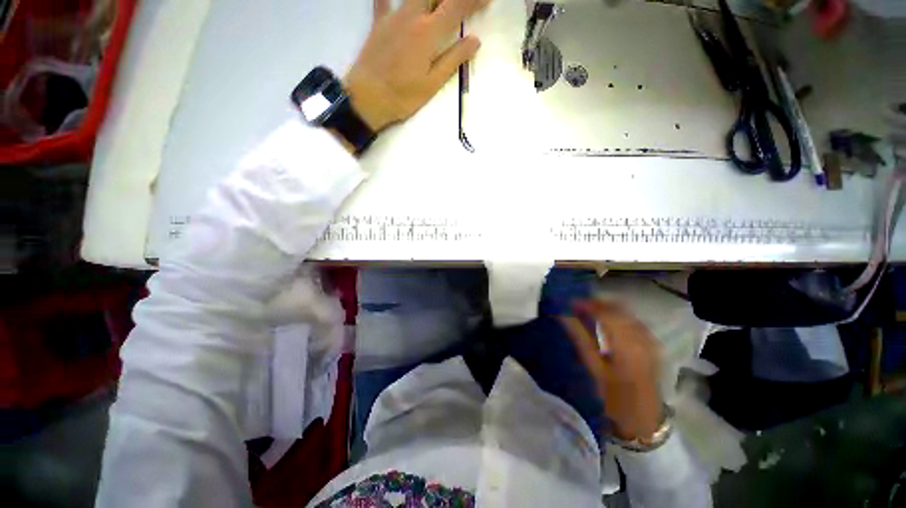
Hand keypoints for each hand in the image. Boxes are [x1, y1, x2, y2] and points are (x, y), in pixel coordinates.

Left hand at [344, 0, 488, 132]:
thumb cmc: (402, 96)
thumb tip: (475, 41)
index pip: (456, 6)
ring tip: (438, 5)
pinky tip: (396, 0)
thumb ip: (453, 59)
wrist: (366, 98)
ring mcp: (392, 16)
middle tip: (461, 5)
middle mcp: (411, 16)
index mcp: (428, 33)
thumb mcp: (432, 84)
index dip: (474, 0)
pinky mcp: (378, 22)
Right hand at [561, 300, 662, 441]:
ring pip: (626, 312)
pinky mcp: (653, 344)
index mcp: (626, 345)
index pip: (605, 313)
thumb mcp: (593, 370)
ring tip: (588, 312)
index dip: (587, 304)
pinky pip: (633, 320)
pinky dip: (618, 316)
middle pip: (618, 308)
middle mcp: (641, 338)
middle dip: (596, 303)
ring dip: (606, 308)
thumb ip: (580, 339)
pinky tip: (607, 323)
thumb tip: (563, 316)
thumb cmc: (614, 399)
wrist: (644, 421)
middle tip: (576, 306)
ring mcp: (650, 340)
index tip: (569, 303)